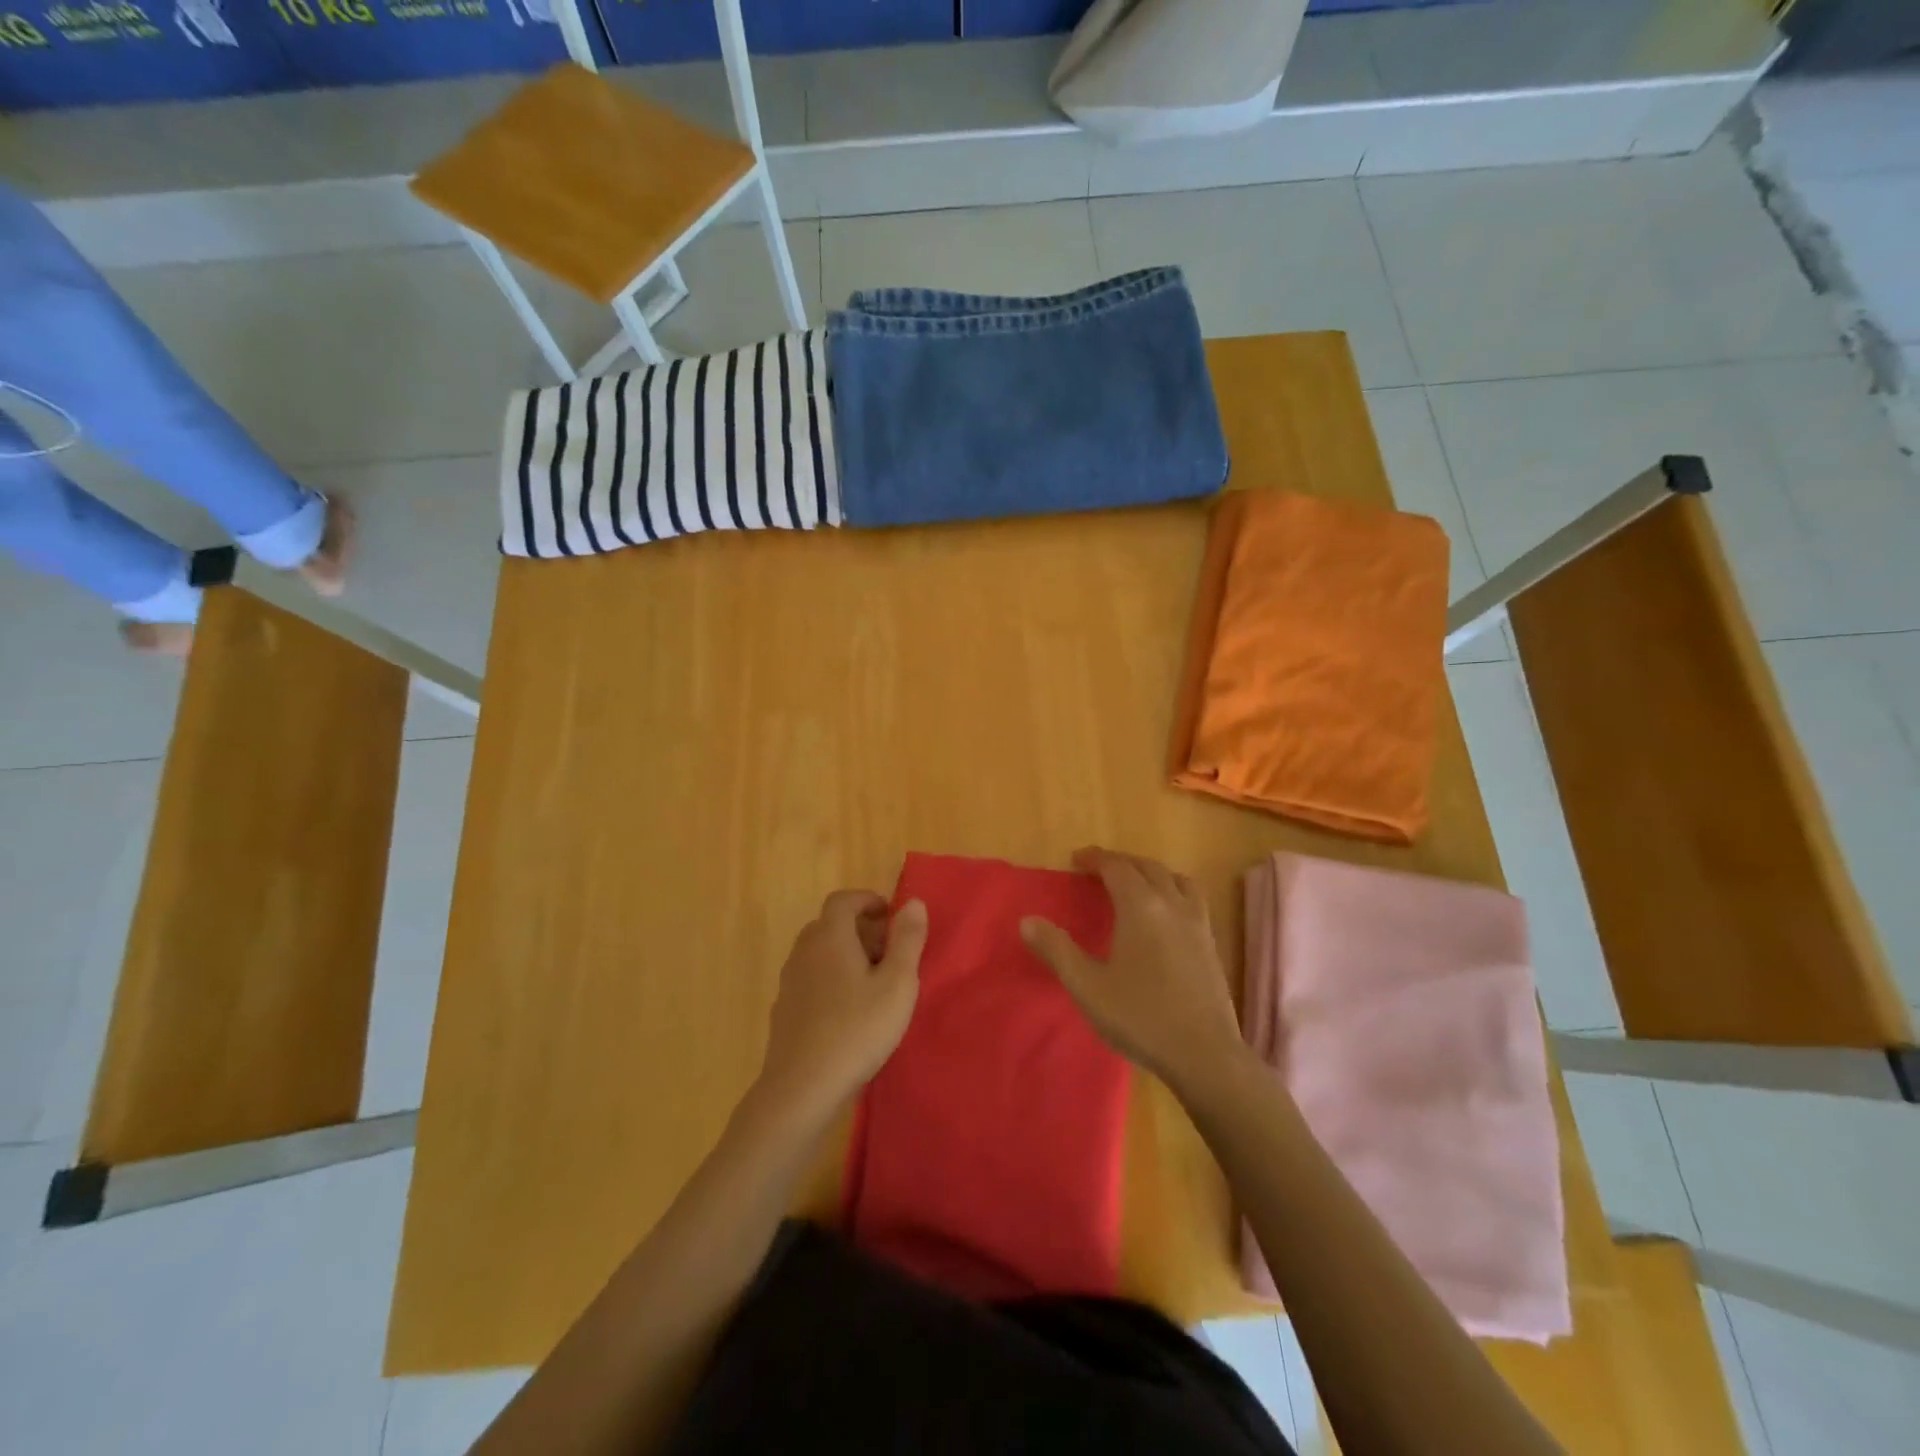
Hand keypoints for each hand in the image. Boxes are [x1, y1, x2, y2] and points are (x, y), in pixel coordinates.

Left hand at [757, 891, 927, 1118]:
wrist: (802, 1088)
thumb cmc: (857, 1030)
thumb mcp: (897, 984)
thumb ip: (908, 940)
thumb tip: (913, 902)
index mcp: (830, 937)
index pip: (843, 900)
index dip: (867, 900)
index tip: (890, 916)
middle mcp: (804, 951)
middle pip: (829, 925)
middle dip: (859, 928)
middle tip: (889, 951)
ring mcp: (789, 982)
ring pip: (818, 953)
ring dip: (844, 955)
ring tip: (872, 982)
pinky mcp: (784, 1011)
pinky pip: (810, 979)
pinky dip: (829, 979)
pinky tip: (847, 1011)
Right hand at [1020, 848, 1242, 1089]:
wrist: (1204, 1054)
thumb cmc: (1140, 1017)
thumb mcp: (1087, 986)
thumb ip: (1056, 950)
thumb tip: (1028, 921)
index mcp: (1140, 907)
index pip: (1117, 867)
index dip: (1095, 859)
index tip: (1076, 859)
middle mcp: (1172, 905)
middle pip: (1147, 867)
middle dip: (1121, 862)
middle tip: (1099, 870)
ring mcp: (1197, 923)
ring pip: (1175, 879)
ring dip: (1151, 872)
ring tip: (1135, 884)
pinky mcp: (1211, 944)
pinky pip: (1192, 899)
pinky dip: (1173, 890)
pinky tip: (1166, 915)